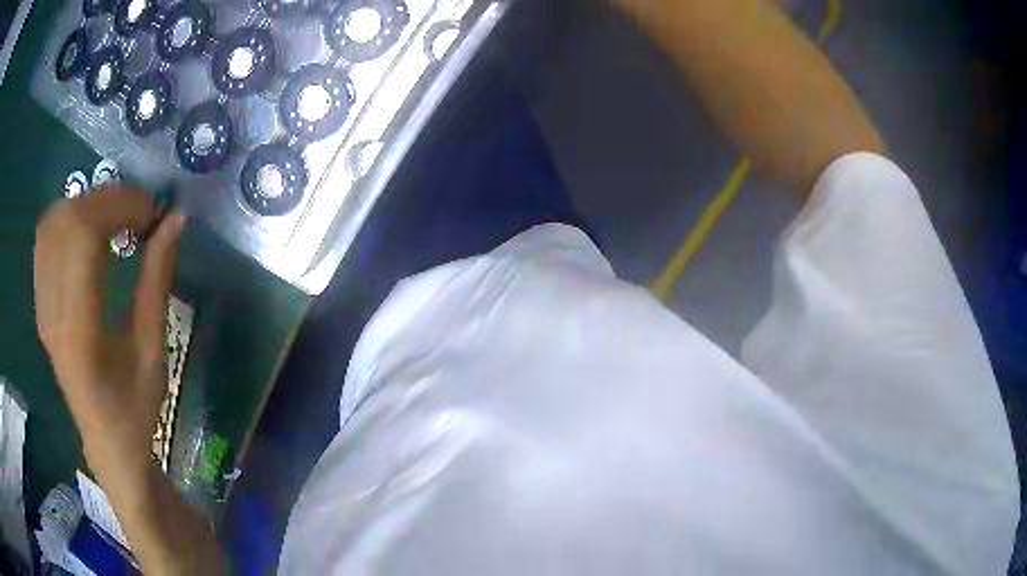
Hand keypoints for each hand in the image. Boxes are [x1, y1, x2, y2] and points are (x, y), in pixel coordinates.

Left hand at [34, 184, 184, 474]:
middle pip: (67, 220)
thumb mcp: (153, 352)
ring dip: (86, 206)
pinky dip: (68, 221)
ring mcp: (42, 307)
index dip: (119, 206)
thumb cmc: (135, 411)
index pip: (84, 236)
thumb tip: (175, 221)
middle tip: (137, 214)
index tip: (151, 212)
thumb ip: (157, 282)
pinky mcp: (40, 305)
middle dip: (106, 200)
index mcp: (80, 332)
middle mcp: (52, 313)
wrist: (106, 445)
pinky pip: (46, 241)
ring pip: (52, 223)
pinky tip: (88, 234)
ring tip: (114, 220)